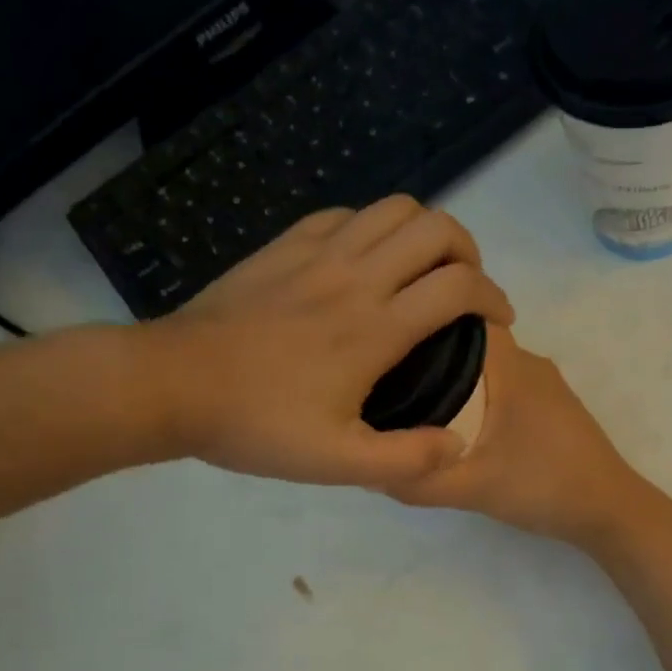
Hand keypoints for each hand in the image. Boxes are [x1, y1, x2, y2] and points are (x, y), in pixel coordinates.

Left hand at [148, 196, 513, 486]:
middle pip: (435, 228)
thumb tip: (457, 444)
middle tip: (463, 288)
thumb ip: (405, 460)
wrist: (173, 384)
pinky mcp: (284, 245)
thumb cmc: (256, 424)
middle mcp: (355, 277)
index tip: (498, 320)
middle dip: (468, 251)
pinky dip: (372, 228)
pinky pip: (345, 215)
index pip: (458, 287)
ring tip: (422, 267)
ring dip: (424, 231)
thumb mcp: (335, 462)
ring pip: (393, 208)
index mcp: (375, 328)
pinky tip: (364, 261)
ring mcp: (317, 253)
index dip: (494, 297)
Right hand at [385, 327, 667, 550]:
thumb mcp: (472, 488)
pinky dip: (476, 394)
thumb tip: (367, 469)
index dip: (421, 320)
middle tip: (385, 377)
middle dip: (428, 353)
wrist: (610, 511)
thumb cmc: (544, 486)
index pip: (460, 315)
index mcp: (510, 364)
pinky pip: (502, 385)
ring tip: (410, 400)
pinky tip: (453, 423)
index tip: (384, 339)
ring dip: (453, 377)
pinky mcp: (551, 406)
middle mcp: (528, 361)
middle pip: (468, 340)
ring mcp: (544, 383)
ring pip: (486, 365)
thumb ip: (418, 481)